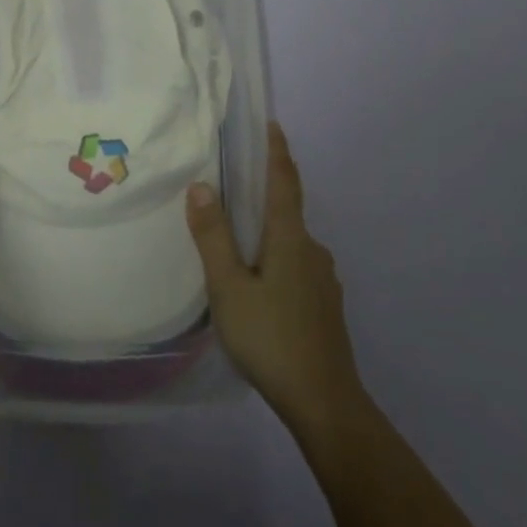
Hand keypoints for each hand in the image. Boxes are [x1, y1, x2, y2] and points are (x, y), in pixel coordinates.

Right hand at [187, 122, 365, 438]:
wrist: (324, 401)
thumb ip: (213, 237)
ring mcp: (324, 280)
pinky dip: (276, 262)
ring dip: (267, 236)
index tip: (271, 124)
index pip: (284, 182)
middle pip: (287, 212)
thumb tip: (201, 186)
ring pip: (291, 245)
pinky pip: (296, 268)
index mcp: (290, 239)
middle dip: (263, 196)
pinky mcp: (325, 306)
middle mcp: (313, 251)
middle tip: (231, 191)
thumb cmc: (271, 338)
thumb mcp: (229, 287)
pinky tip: (258, 287)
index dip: (276, 152)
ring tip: (236, 246)